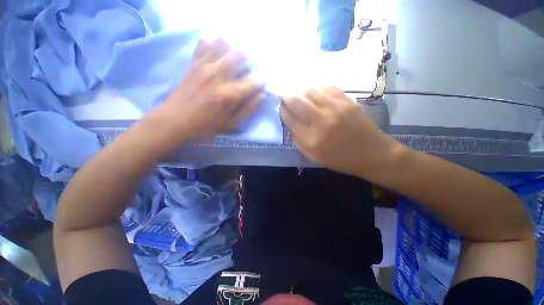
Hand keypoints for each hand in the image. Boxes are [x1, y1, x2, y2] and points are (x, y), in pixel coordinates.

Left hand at [152, 38, 265, 142]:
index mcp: (229, 94)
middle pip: (240, 55)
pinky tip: (217, 46)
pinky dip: (212, 41)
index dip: (262, 80)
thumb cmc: (206, 125)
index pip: (252, 81)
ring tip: (237, 55)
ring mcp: (204, 67)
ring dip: (234, 46)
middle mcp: (218, 75)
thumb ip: (248, 109)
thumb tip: (262, 96)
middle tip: (252, 66)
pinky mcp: (193, 64)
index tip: (264, 81)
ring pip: (223, 44)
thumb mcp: (231, 123)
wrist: (175, 120)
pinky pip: (203, 44)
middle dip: (251, 58)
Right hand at [280, 86, 403, 177]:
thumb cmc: (341, 159)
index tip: (280, 108)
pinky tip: (313, 91)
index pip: (289, 118)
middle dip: (284, 94)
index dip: (281, 111)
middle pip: (295, 100)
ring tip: (295, 91)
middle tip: (280, 92)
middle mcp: (321, 120)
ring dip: (298, 89)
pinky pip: (326, 87)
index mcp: (312, 139)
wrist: (372, 153)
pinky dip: (315, 87)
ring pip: (309, 89)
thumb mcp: (314, 157)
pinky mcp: (347, 100)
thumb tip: (289, 124)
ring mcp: (335, 108)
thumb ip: (298, 141)